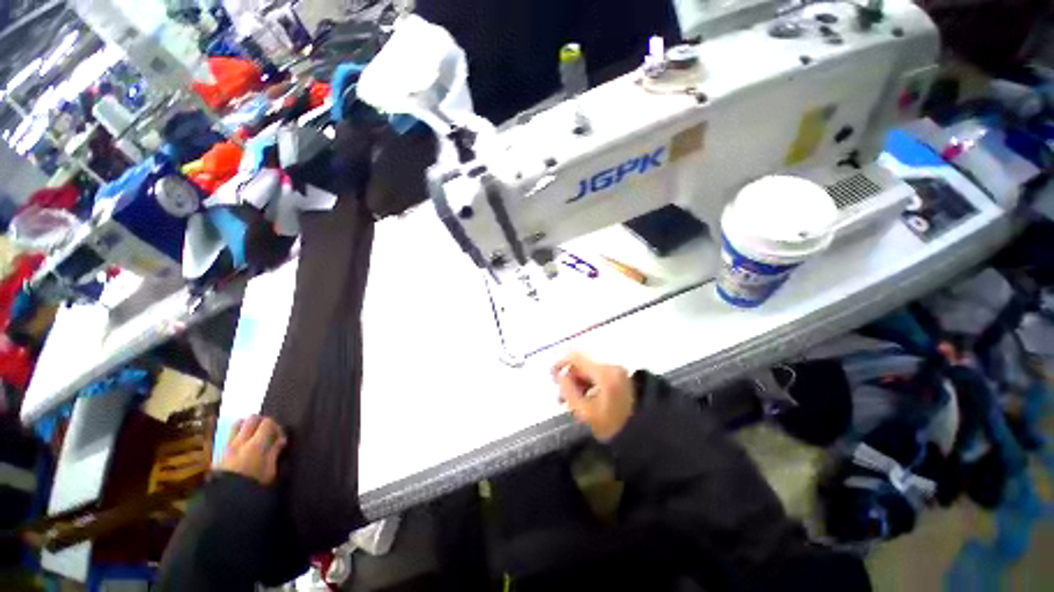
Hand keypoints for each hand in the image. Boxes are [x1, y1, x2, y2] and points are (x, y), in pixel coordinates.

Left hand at [218, 415, 287, 485]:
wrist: (225, 503)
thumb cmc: (253, 487)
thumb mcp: (270, 472)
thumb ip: (274, 452)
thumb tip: (279, 440)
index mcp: (256, 445)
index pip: (267, 422)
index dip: (276, 427)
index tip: (279, 438)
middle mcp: (240, 441)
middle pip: (251, 418)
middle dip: (261, 422)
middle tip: (267, 433)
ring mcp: (226, 446)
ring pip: (237, 424)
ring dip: (246, 426)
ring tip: (253, 436)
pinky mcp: (217, 453)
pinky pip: (228, 436)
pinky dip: (236, 436)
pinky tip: (241, 447)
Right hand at [553, 353, 635, 441]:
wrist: (644, 434)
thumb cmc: (612, 425)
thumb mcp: (585, 412)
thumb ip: (568, 392)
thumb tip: (560, 377)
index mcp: (603, 373)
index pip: (576, 357)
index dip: (560, 364)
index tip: (552, 376)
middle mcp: (611, 367)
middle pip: (583, 366)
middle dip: (570, 379)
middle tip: (561, 398)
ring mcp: (618, 372)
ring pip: (590, 373)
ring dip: (579, 384)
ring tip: (572, 403)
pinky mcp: (621, 379)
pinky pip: (599, 377)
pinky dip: (589, 386)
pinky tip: (585, 401)